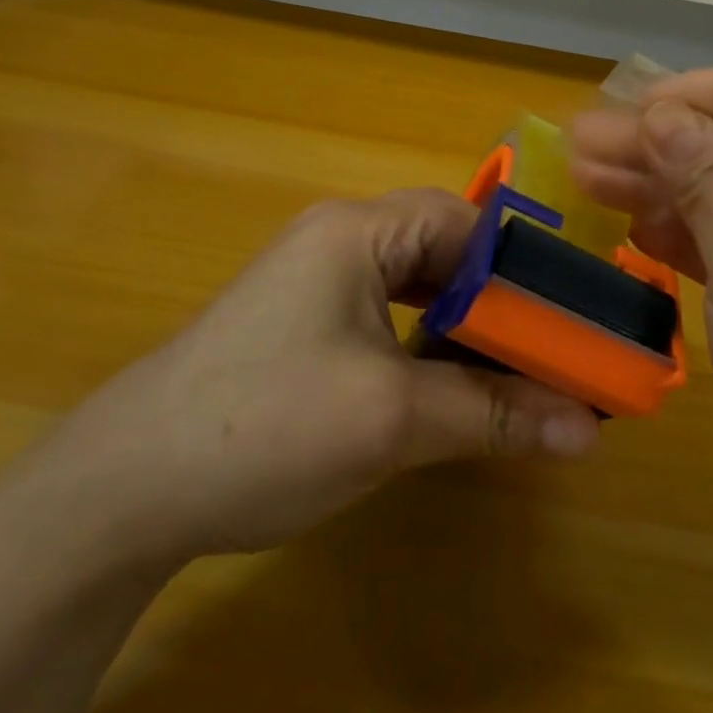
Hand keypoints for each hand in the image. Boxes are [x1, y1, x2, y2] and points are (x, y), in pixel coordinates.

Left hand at [45, 189, 599, 571]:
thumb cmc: (265, 426)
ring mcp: (314, 282)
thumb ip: (493, 413)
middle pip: (443, 251)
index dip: (521, 269)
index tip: (567, 321)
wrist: (123, 489)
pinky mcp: (300, 324)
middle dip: (497, 302)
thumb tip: (589, 430)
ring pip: (416, 287)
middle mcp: (337, 240)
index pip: (465, 222)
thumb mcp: (392, 419)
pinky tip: (443, 387)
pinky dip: (424, 345)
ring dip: (462, 327)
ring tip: (509, 373)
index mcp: (357, 231)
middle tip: (547, 353)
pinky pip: (385, 316)